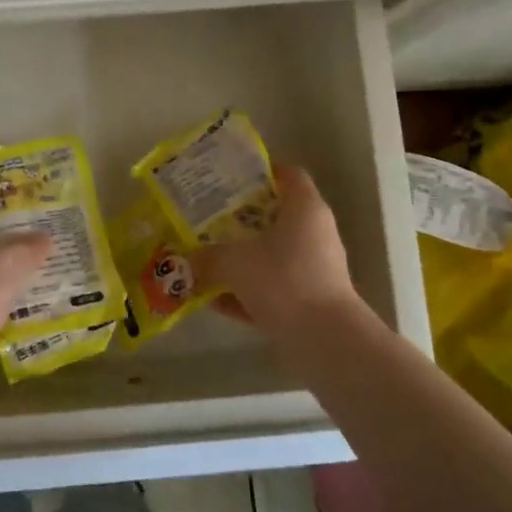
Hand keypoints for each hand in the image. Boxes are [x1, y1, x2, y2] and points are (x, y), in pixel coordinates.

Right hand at [192, 164, 360, 334]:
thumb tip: (187, 259)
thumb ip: (207, 256)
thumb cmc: (283, 280)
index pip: (287, 174)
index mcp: (304, 209)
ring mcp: (313, 268)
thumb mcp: (234, 262)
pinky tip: (213, 300)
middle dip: (239, 218)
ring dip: (240, 258)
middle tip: (206, 217)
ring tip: (204, 259)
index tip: (228, 177)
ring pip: (270, 254)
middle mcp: (314, 233)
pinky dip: (245, 291)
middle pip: (274, 215)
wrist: (324, 340)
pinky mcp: (308, 301)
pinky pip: (271, 288)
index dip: (260, 171)